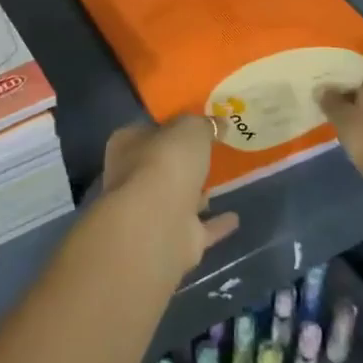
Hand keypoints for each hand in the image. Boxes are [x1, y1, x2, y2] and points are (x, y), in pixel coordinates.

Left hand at [101, 116, 241, 275]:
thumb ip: (204, 125)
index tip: (195, 123)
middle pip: (163, 165)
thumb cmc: (166, 163)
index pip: (149, 130)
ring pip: (179, 197)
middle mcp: (133, 178)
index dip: (171, 125)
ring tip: (224, 181)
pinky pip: (200, 228)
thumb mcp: (190, 128)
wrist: (158, 225)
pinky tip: (236, 218)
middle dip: (184, 161)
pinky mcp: (174, 240)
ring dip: (198, 193)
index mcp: (127, 144)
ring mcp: (153, 212)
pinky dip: (216, 224)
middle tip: (213, 151)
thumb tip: (219, 123)